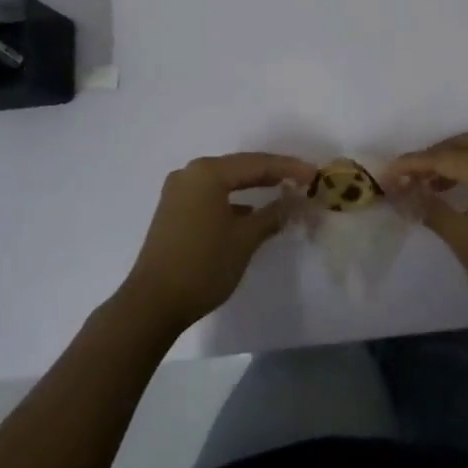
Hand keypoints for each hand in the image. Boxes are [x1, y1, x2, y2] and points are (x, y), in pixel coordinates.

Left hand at [119, 153, 312, 334]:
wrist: (152, 304)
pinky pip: (211, 195)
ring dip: (252, 187)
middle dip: (272, 174)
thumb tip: (295, 200)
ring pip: (225, 182)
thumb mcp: (245, 239)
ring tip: (282, 192)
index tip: (315, 174)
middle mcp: (190, 174)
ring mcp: (178, 192)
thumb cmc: (203, 266)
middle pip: (240, 168)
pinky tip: (250, 213)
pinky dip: (233, 201)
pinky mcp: (173, 210)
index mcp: (207, 173)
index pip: (257, 163)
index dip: (289, 168)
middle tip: (302, 179)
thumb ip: (273, 214)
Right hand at [388, 133, 467, 330]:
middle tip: (405, 177)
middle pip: (462, 145)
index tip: (385, 175)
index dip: (411, 164)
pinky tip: (450, 194)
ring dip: (449, 164)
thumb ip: (430, 208)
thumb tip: (405, 193)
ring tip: (423, 187)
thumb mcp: (461, 237)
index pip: (443, 157)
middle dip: (431, 157)